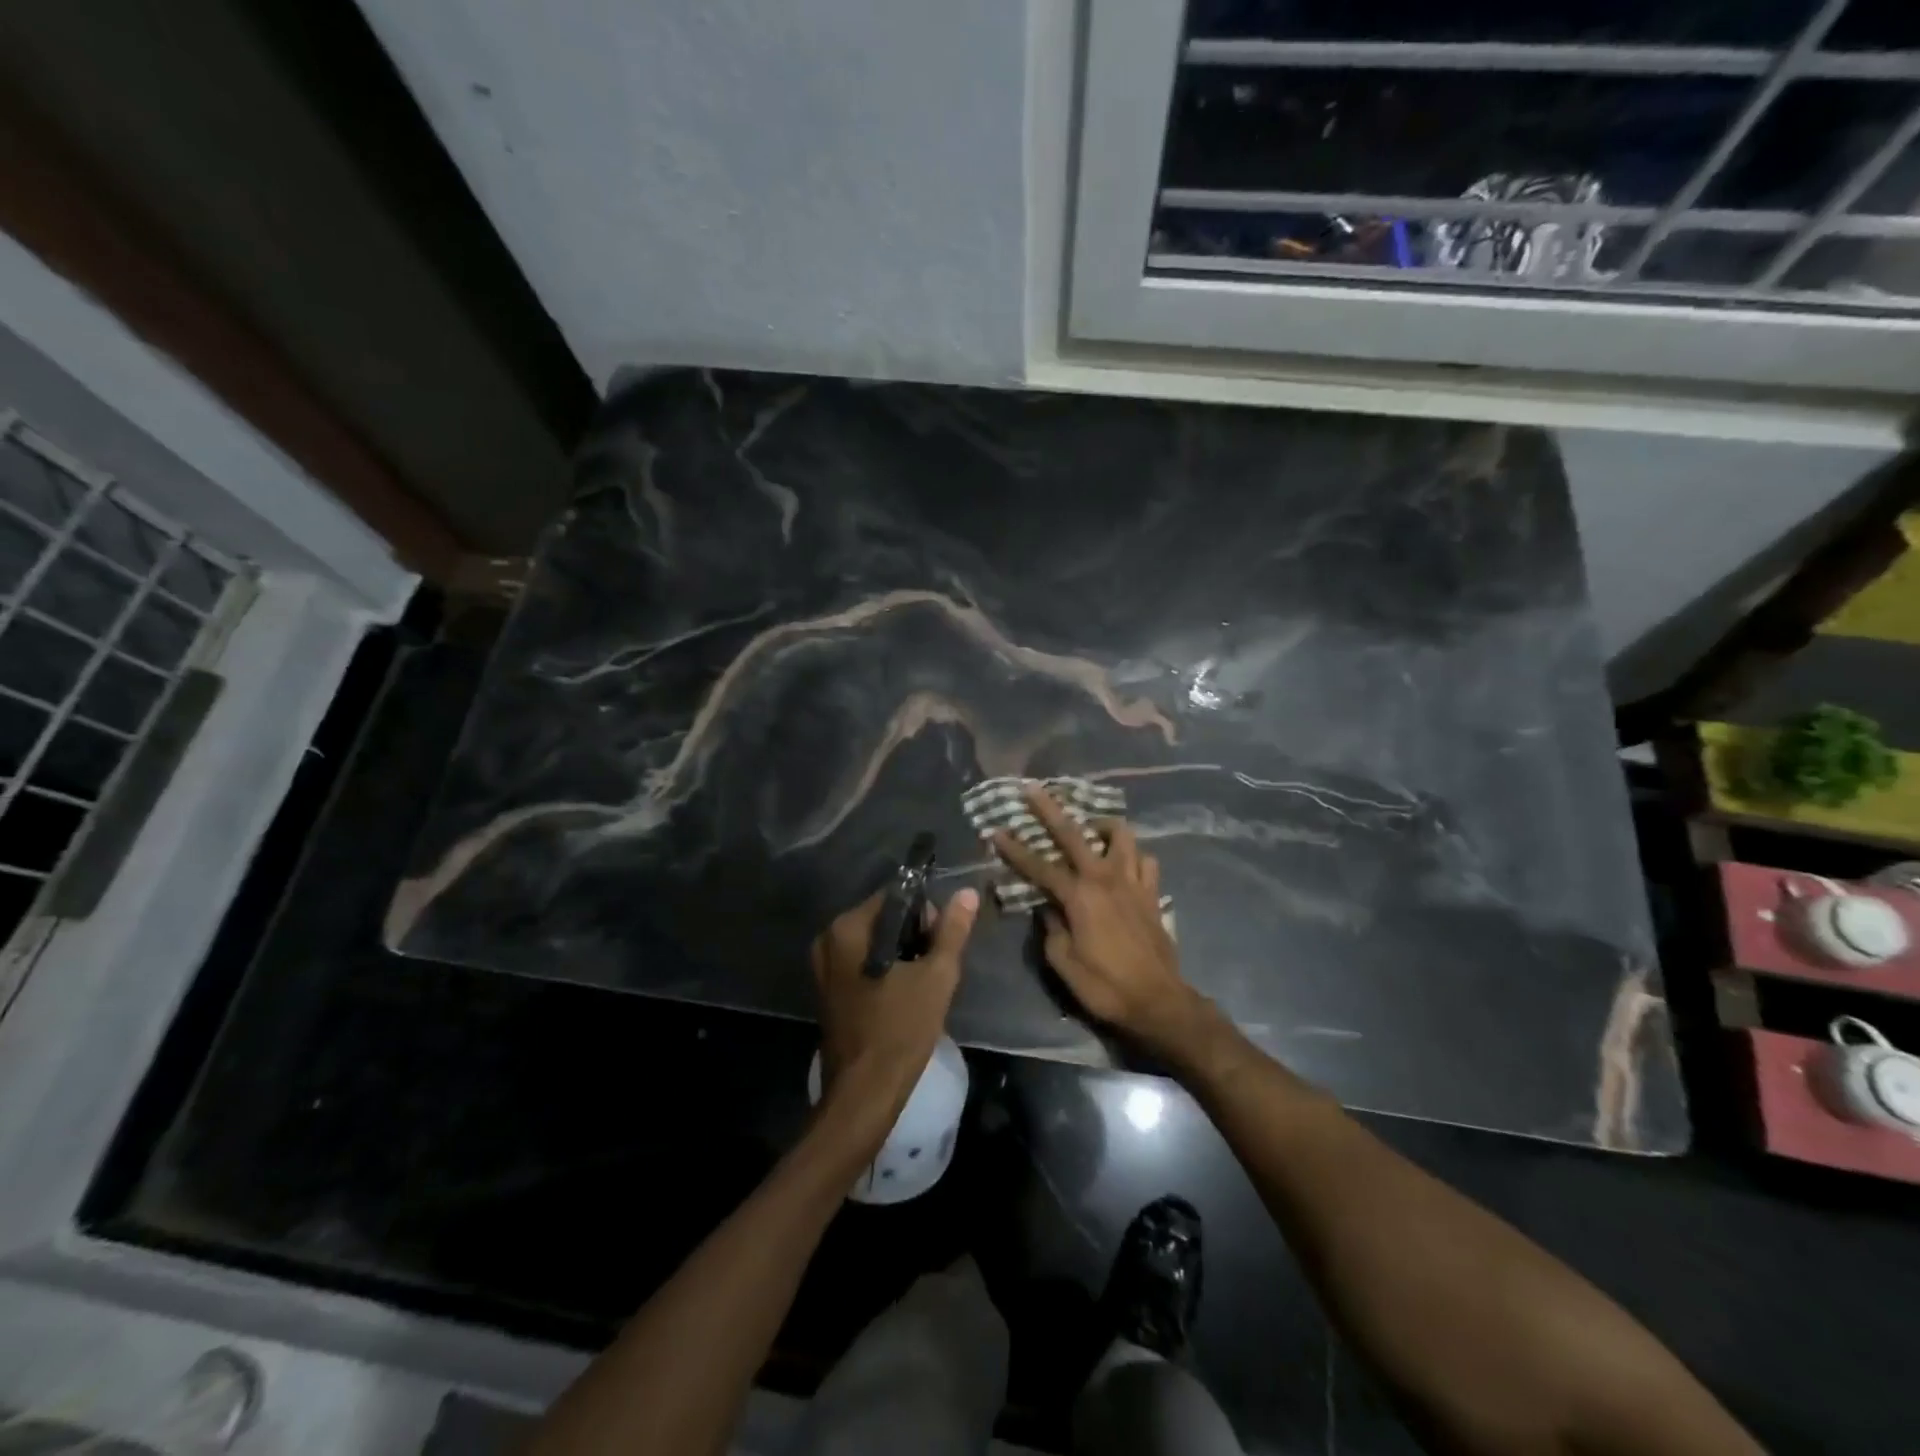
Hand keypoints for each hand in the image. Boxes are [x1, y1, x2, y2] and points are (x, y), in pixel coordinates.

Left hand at [810, 887, 978, 1124]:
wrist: (865, 1094)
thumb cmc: (901, 1029)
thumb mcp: (936, 976)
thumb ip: (952, 931)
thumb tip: (967, 893)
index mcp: (848, 928)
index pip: (895, 896)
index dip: (925, 912)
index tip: (942, 941)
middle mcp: (829, 939)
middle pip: (884, 918)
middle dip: (914, 935)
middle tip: (936, 966)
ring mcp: (824, 967)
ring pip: (875, 943)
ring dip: (902, 955)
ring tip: (924, 982)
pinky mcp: (828, 991)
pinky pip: (863, 964)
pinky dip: (886, 971)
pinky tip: (905, 995)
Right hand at [992, 786, 1209, 1062]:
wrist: (1158, 1002)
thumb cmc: (1105, 986)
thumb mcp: (1063, 963)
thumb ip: (1051, 928)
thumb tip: (1047, 908)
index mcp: (1078, 895)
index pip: (1038, 865)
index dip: (1014, 848)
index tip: (995, 829)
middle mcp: (1105, 878)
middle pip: (1074, 833)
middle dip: (1050, 809)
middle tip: (1033, 789)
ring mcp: (1133, 882)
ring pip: (1121, 835)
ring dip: (1102, 826)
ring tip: (1090, 829)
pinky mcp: (1152, 893)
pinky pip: (1145, 861)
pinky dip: (1133, 856)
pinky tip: (1123, 864)